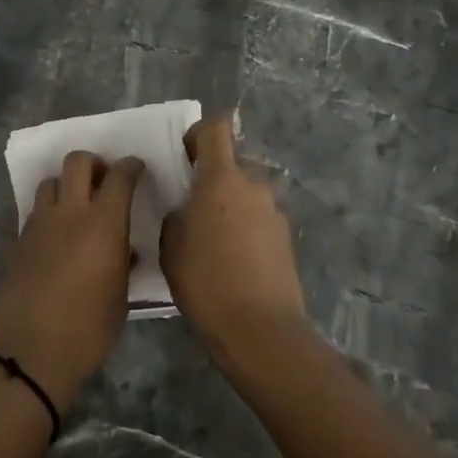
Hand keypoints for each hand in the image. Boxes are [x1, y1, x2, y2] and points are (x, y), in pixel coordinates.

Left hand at [0, 152, 145, 409]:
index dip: (131, 166)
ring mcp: (40, 223)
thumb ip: (124, 261)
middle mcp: (70, 213)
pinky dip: (50, 211)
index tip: (137, 169)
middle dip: (95, 164)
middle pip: (78, 161)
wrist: (32, 351)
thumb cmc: (89, 329)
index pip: (120, 176)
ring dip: (67, 185)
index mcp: (103, 223)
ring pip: (51, 181)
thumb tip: (126, 249)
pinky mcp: (20, 239)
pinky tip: (57, 235)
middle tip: (104, 182)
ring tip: (77, 207)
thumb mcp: (120, 295)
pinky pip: (37, 210)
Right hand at [160, 116, 310, 359]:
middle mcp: (253, 186)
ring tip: (212, 240)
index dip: (198, 134)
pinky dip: (245, 227)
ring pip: (246, 193)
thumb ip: (176, 217)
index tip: (184, 157)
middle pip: (232, 163)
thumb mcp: (171, 248)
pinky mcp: (285, 236)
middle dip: (212, 177)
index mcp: (221, 180)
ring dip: (229, 204)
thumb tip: (186, 210)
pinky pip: (258, 217)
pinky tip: (233, 260)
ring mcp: (274, 211)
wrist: (260, 329)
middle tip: (192, 208)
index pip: (216, 129)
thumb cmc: (206, 282)